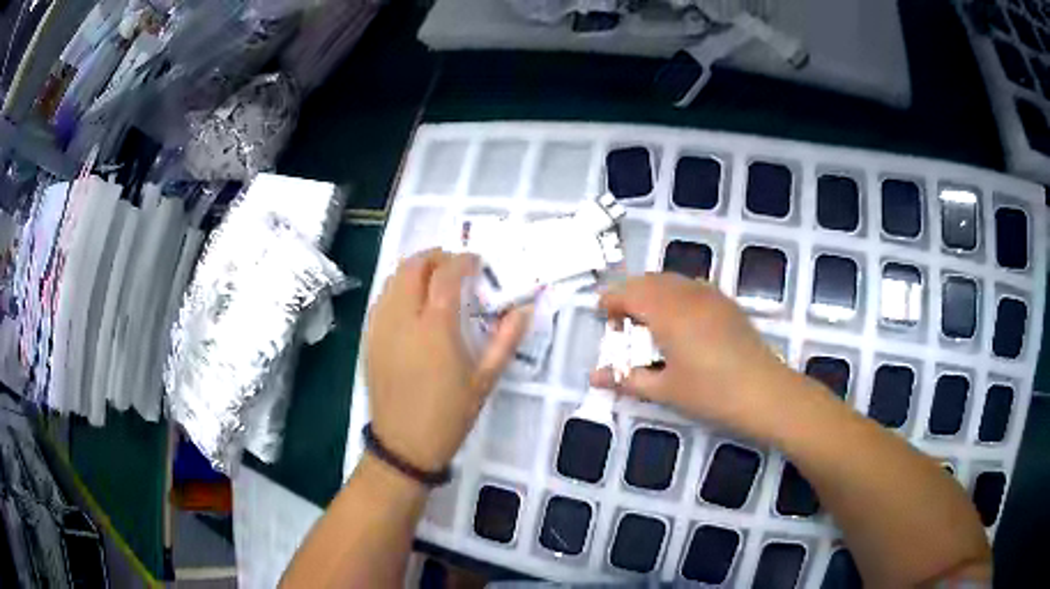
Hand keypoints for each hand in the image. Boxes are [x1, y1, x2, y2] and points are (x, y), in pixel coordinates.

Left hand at [366, 249, 529, 472]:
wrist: (405, 444)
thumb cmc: (450, 414)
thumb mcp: (485, 379)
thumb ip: (506, 339)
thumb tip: (524, 309)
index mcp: (436, 327)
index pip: (446, 274)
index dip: (463, 261)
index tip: (477, 263)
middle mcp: (404, 318)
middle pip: (413, 266)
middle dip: (436, 257)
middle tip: (455, 266)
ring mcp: (381, 327)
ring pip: (393, 278)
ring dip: (415, 269)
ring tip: (434, 281)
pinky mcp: (369, 338)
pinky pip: (381, 299)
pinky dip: (398, 288)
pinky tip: (412, 304)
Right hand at [591, 273, 798, 438]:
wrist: (764, 393)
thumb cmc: (710, 393)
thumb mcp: (664, 390)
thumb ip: (627, 378)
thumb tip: (593, 376)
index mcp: (668, 312)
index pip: (630, 293)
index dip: (611, 300)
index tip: (601, 315)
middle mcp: (687, 294)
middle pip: (649, 281)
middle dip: (630, 295)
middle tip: (622, 324)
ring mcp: (710, 295)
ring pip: (672, 281)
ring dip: (652, 293)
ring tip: (648, 323)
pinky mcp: (726, 303)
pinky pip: (691, 287)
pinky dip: (675, 295)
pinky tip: (679, 322)